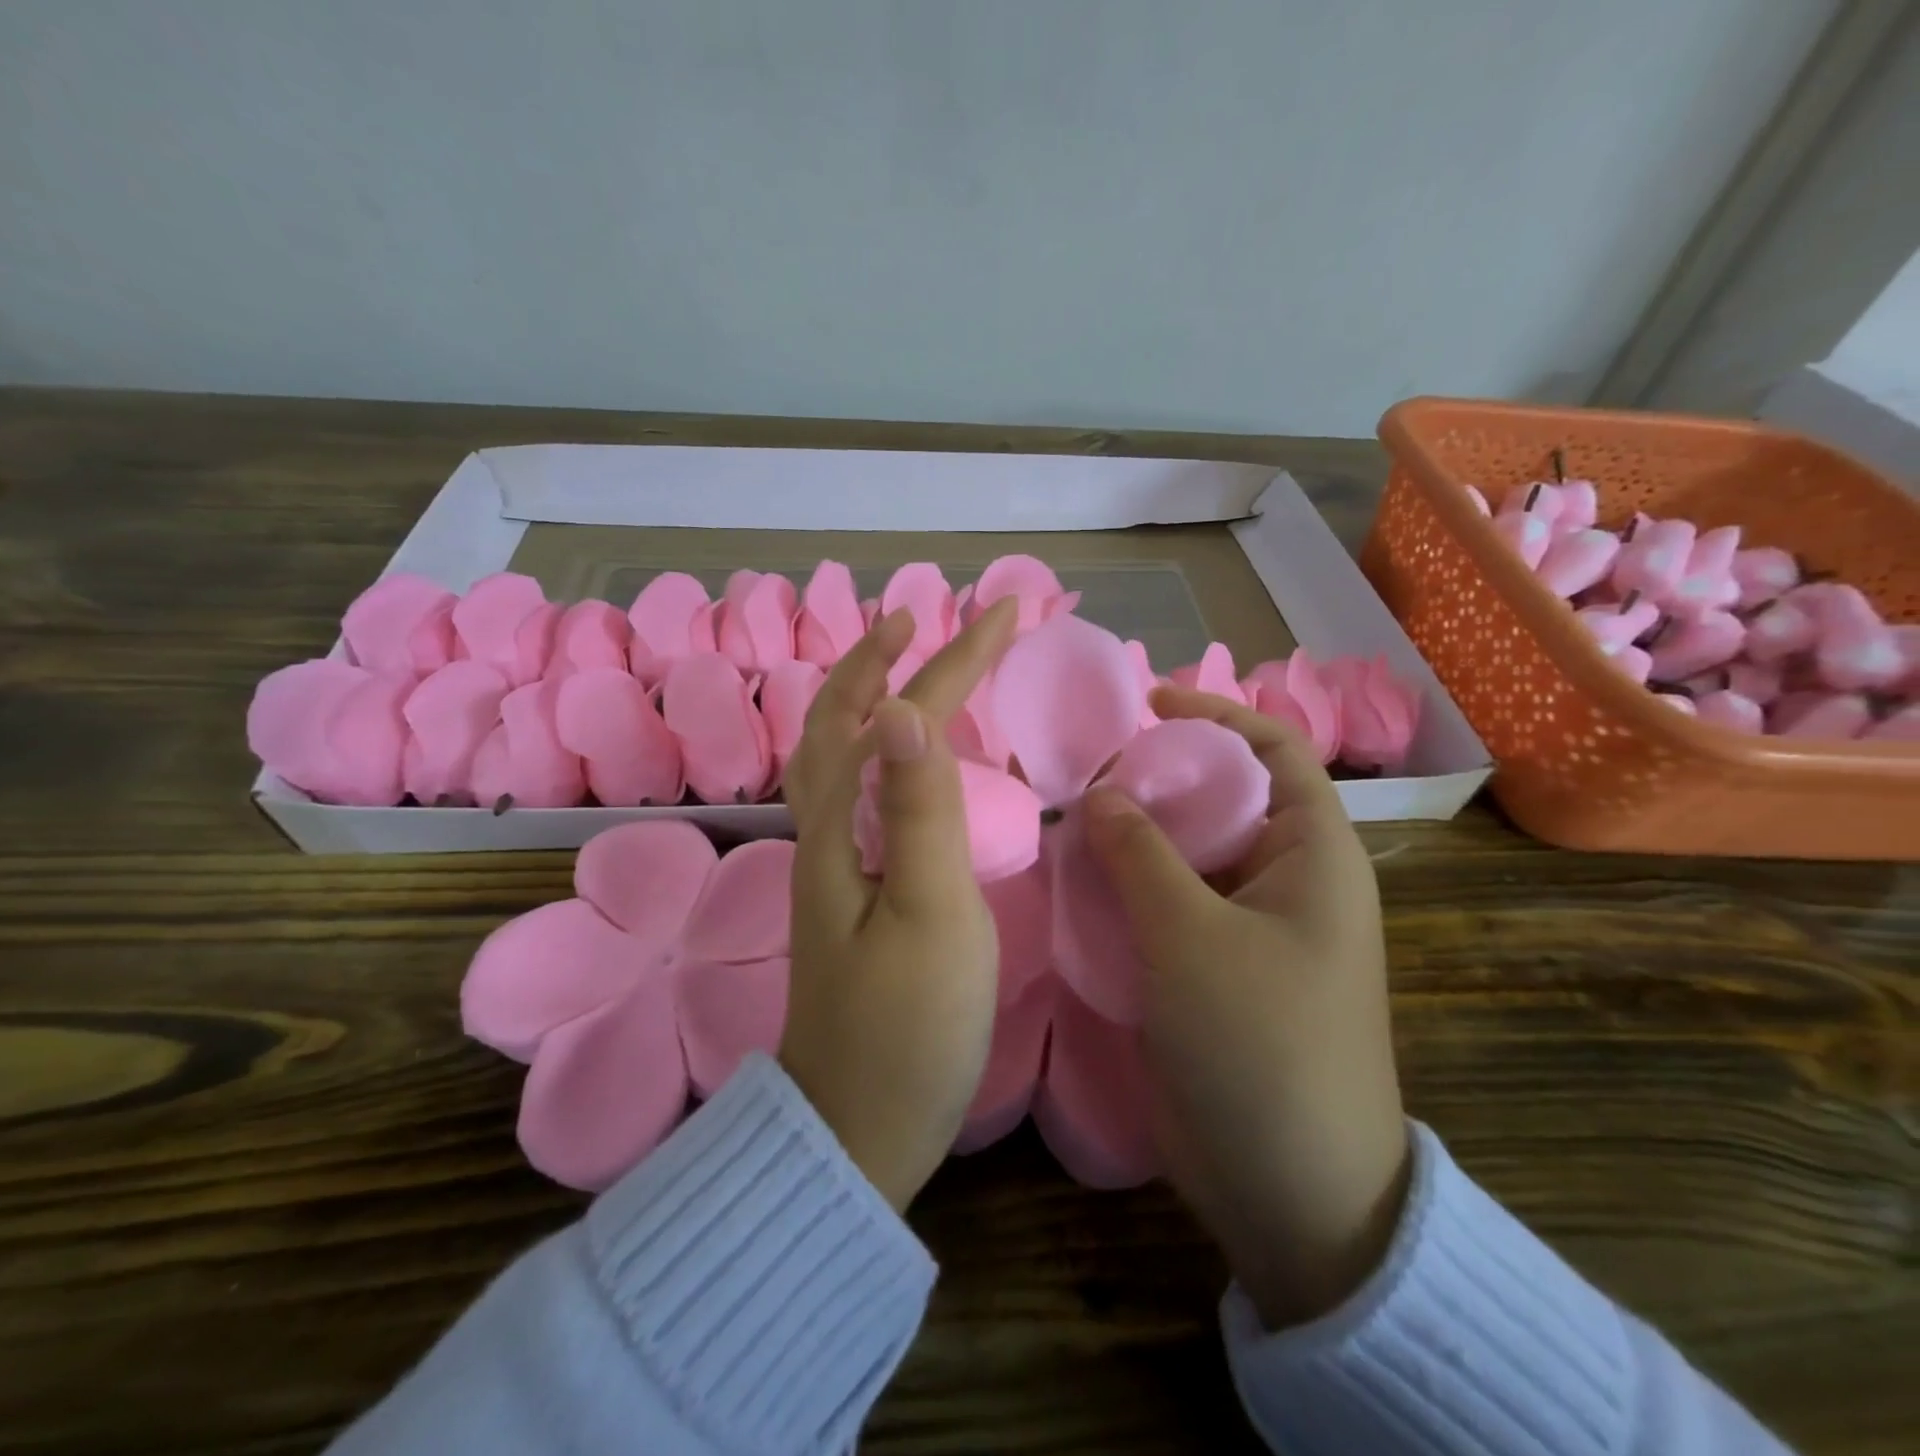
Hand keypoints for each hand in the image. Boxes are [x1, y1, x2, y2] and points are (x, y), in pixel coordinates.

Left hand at [780, 599, 1018, 1210]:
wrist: (856, 1128)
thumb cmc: (906, 1028)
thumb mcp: (928, 914)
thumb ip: (919, 809)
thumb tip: (902, 705)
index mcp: (844, 825)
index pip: (900, 714)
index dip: (952, 656)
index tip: (1004, 610)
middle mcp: (826, 829)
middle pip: (844, 719)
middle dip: (889, 657)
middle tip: (927, 618)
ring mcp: (833, 861)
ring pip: (839, 751)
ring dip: (870, 693)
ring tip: (906, 663)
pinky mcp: (851, 889)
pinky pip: (856, 790)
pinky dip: (876, 747)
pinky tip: (900, 756)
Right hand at [1083, 686, 1410, 1327]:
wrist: (1295, 1192)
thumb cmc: (1260, 1045)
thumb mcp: (1192, 937)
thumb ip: (1141, 855)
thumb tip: (1100, 791)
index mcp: (1312, 855)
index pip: (1273, 750)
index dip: (1215, 715)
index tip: (1146, 702)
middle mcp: (1286, 880)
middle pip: (1220, 799)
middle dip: (1157, 779)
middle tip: (1085, 773)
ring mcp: (1250, 927)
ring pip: (1188, 854)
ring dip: (1135, 837)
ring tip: (1069, 822)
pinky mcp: (1216, 967)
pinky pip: (1171, 904)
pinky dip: (1129, 886)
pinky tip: (1078, 881)